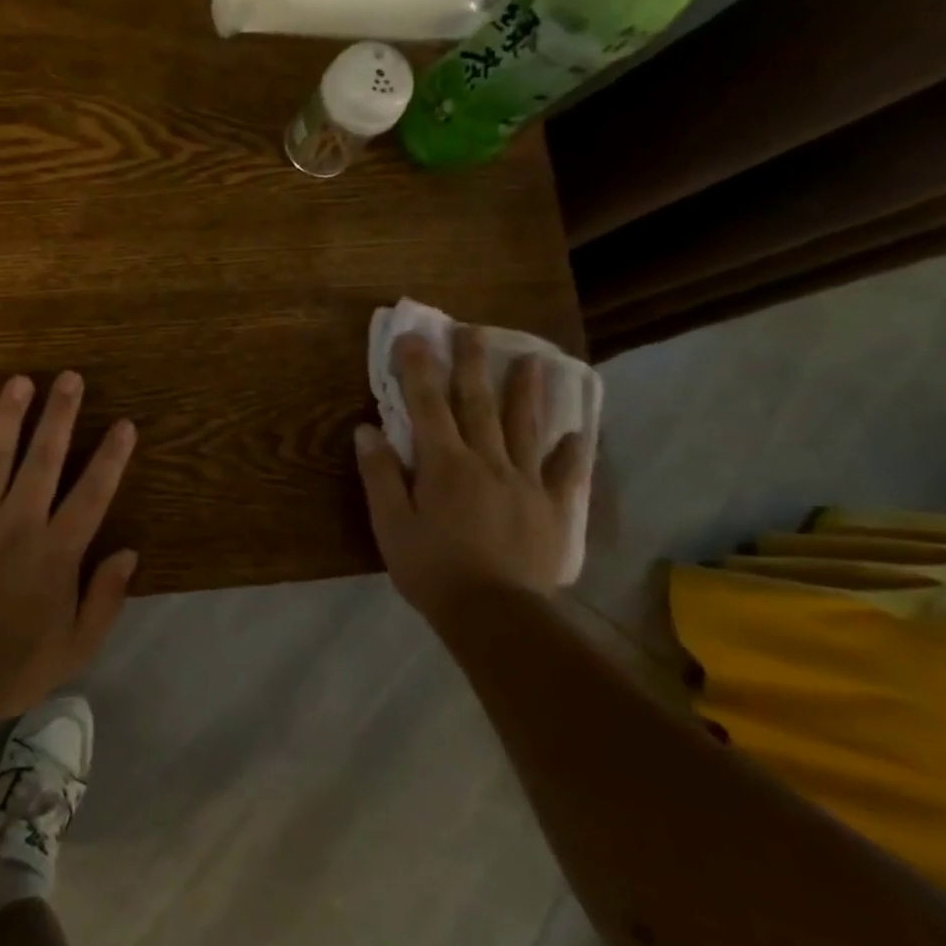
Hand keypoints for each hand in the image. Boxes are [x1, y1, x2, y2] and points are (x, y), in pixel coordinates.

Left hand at [0, 371, 138, 721]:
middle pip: (44, 458)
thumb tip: (129, 552)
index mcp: (56, 550)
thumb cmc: (9, 669)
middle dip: (60, 415)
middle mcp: (18, 521)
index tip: (124, 424)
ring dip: (8, 416)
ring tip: (19, 381)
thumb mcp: (75, 647)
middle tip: (70, 377)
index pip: (92, 493)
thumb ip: (105, 598)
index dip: (111, 457)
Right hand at [354, 327, 586, 628]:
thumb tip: (366, 430)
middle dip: (472, 364)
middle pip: (477, 404)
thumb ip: (380, 475)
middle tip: (473, 330)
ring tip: (533, 360)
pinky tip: (579, 433)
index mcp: (444, 464)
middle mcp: (487, 461)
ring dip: (526, 392)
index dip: (419, 369)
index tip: (414, 336)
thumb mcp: (391, 525)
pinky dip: (571, 452)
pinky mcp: (550, 509)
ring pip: (524, 428)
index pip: (427, 405)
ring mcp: (524, 483)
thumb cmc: (432, 570)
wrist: (495, 616)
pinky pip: (563, 474)